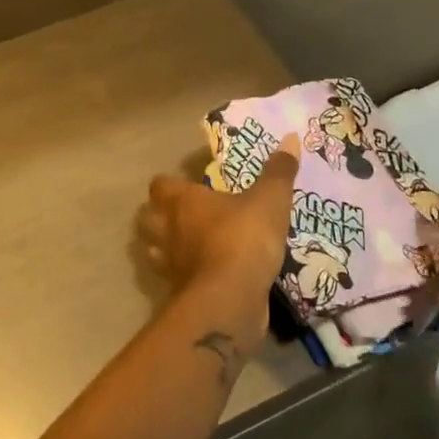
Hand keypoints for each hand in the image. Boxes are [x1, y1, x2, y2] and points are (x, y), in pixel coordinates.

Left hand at [140, 135, 299, 350]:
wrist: (230, 301)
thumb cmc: (244, 239)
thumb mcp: (270, 200)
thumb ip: (279, 171)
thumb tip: (290, 138)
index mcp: (183, 201)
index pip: (160, 185)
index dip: (170, 184)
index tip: (188, 185)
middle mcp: (169, 230)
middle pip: (148, 218)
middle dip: (160, 216)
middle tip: (184, 215)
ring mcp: (170, 265)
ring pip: (155, 250)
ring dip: (167, 246)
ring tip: (189, 244)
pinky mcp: (180, 295)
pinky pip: (175, 280)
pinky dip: (185, 276)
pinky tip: (205, 274)